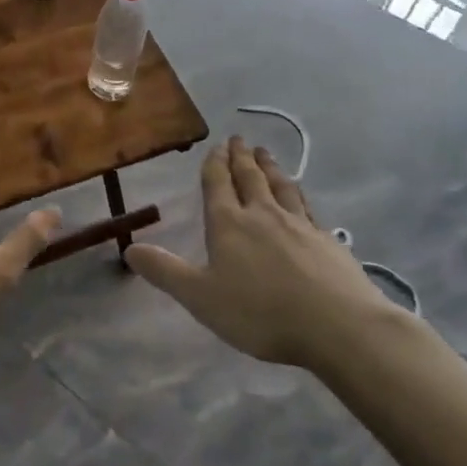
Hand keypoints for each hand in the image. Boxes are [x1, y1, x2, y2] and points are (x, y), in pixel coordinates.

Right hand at [125, 136, 393, 371]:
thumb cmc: (261, 313)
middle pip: (250, 177)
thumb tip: (128, 249)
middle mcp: (263, 214)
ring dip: (270, 167)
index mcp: (229, 223)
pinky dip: (299, 193)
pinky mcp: (327, 240)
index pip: (218, 184)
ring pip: (281, 186)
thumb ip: (165, 271)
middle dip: (241, 157)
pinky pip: (307, 206)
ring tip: (266, 153)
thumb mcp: (200, 297)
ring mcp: (299, 224)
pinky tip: (300, 195)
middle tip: (239, 139)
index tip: (216, 146)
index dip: (214, 164)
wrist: (338, 326)